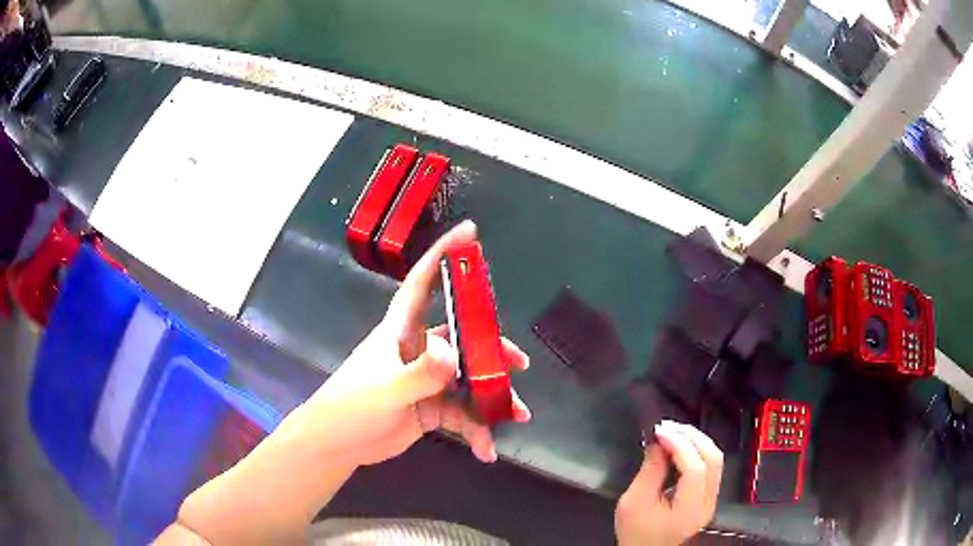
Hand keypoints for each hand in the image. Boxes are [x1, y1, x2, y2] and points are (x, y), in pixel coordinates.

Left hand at [288, 221, 530, 467]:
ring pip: (471, 380)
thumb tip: (455, 355)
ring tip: (516, 415)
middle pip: (464, 338)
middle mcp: (419, 349)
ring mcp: (428, 380)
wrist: (338, 444)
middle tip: (519, 365)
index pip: (422, 283)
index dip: (444, 255)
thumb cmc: (350, 406)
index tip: (470, 233)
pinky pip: (464, 414)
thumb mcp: (385, 390)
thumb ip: (420, 374)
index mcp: (401, 331)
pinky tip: (486, 451)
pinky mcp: (433, 407)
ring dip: (494, 398)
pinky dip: (478, 430)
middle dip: (494, 350)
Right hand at [615, 421, 722, 545]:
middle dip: (692, 437)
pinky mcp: (709, 496)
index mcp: (688, 510)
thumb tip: (658, 440)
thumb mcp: (633, 502)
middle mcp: (707, 503)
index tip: (660, 431)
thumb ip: (649, 471)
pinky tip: (681, 445)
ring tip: (674, 432)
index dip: (680, 446)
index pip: (695, 470)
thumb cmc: (635, 530)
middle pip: (713, 459)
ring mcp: (712, 499)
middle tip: (668, 426)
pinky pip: (711, 466)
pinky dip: (698, 450)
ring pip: (716, 459)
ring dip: (697, 440)